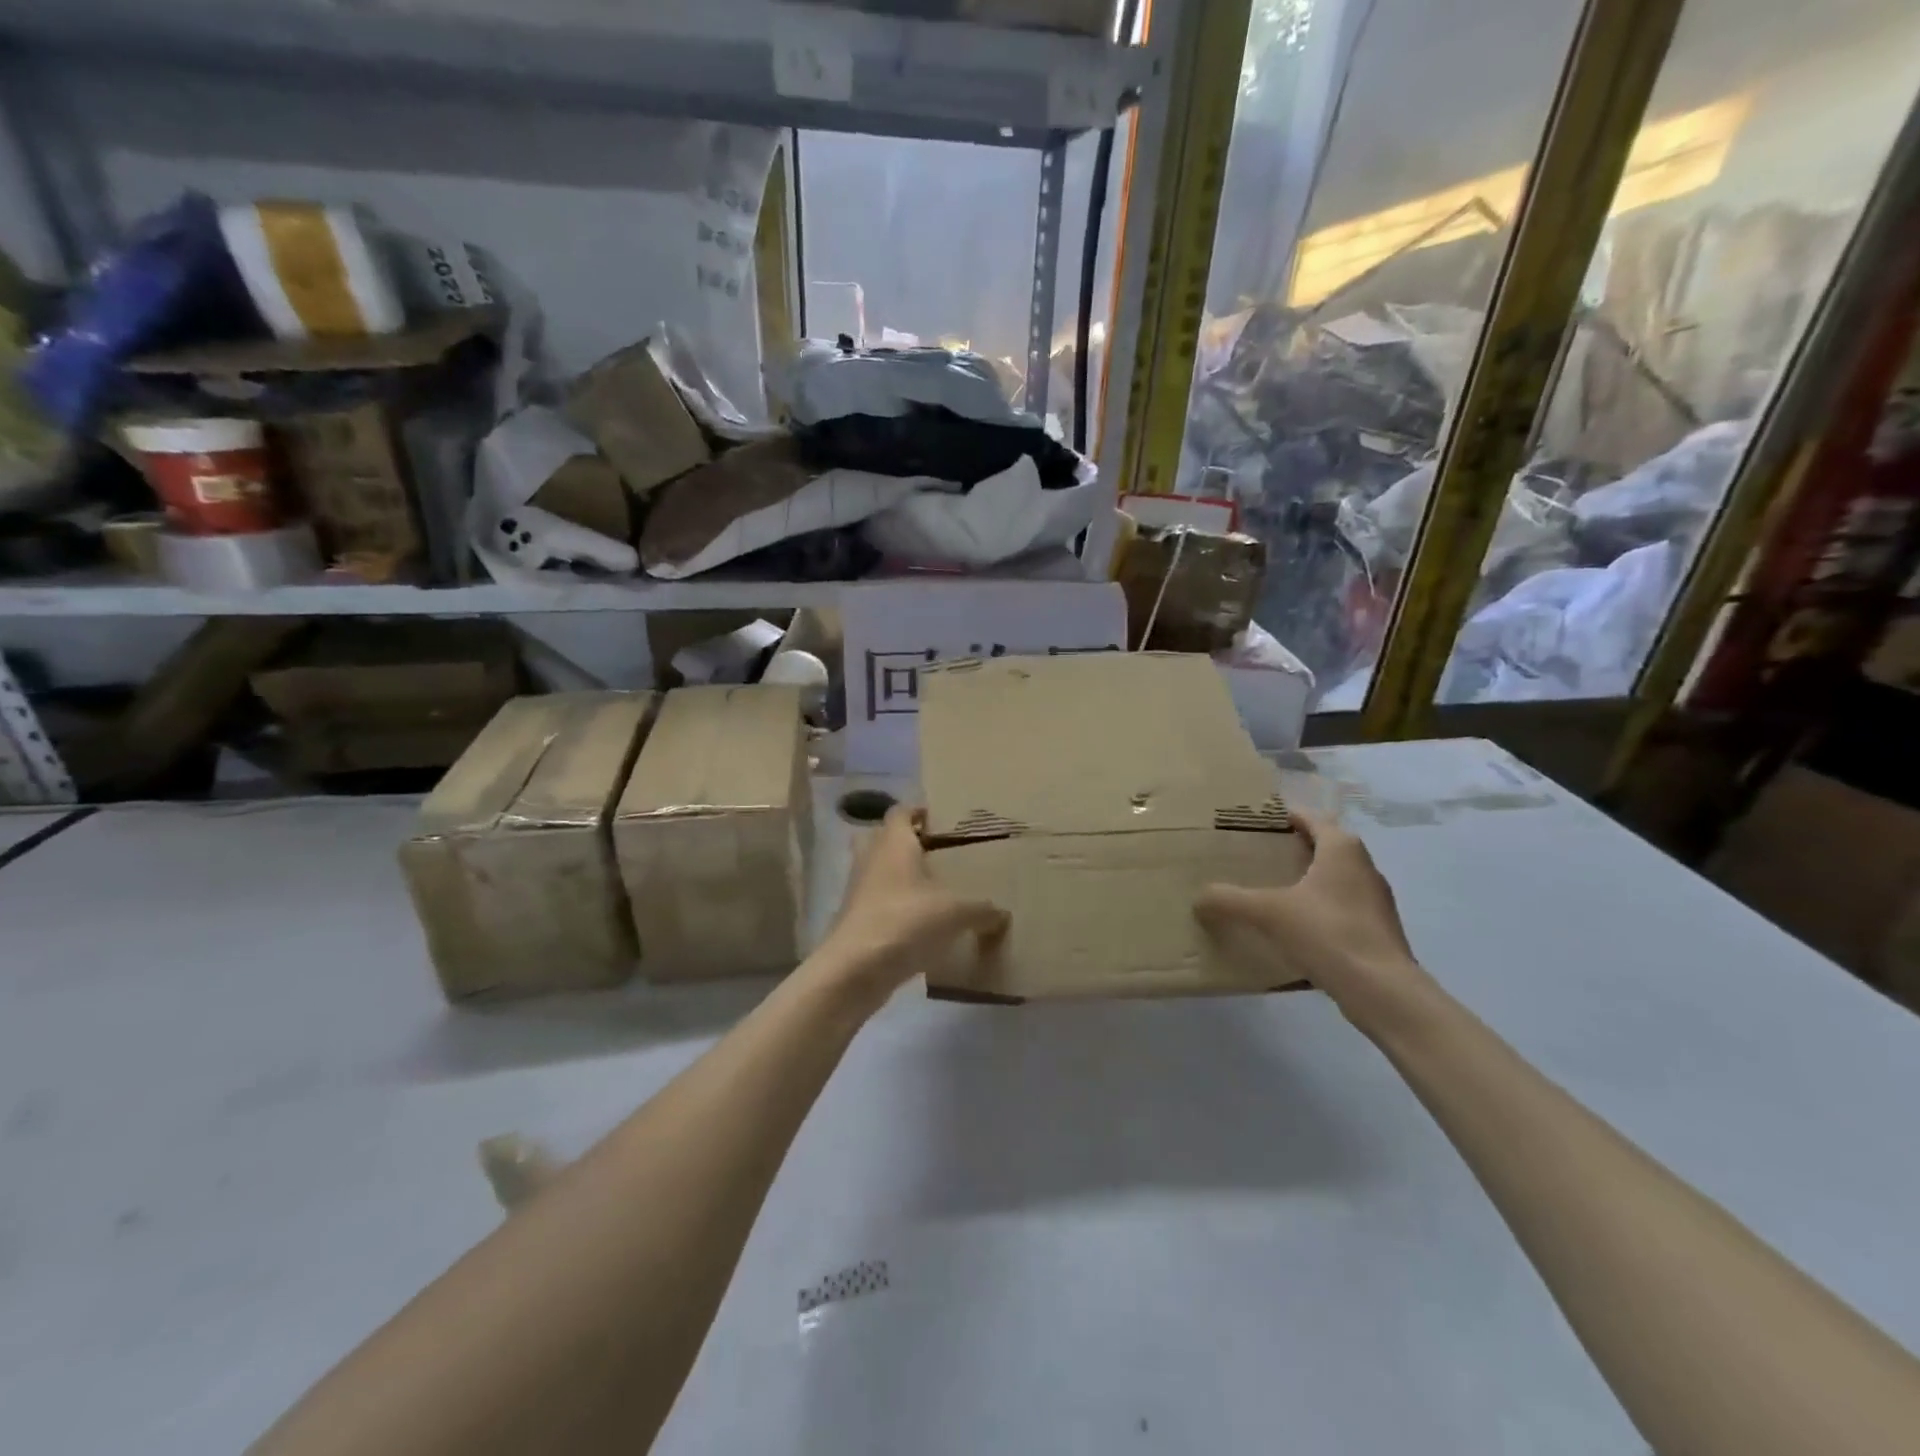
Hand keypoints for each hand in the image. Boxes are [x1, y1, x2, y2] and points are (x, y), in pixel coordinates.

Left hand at [811, 805, 1008, 1007]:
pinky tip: (923, 923)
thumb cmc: (906, 921)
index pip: (902, 811)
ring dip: (902, 877)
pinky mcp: (856, 920)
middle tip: (939, 852)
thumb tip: (1002, 913)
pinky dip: (897, 907)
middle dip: (909, 843)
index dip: (920, 811)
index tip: (944, 819)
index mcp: (894, 842)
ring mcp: (859, 890)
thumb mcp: (956, 912)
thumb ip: (982, 909)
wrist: (855, 969)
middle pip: (886, 838)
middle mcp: (872, 858)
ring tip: (935, 889)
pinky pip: (879, 902)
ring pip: (880, 871)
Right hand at [1194, 807, 1433, 1032]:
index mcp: (1341, 849)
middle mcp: (1364, 867)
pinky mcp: (1379, 931)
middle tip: (1260, 857)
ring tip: (1274, 892)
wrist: (1382, 990)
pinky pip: (1342, 908)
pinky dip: (1320, 909)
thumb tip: (1199, 898)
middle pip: (1326, 847)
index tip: (1260, 824)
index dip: (1286, 817)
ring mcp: (1376, 901)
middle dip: (1295, 849)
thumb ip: (1229, 900)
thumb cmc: (1326, 932)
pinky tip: (1297, 929)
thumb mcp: (1267, 912)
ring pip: (1336, 879)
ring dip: (1309, 880)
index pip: (1312, 819)